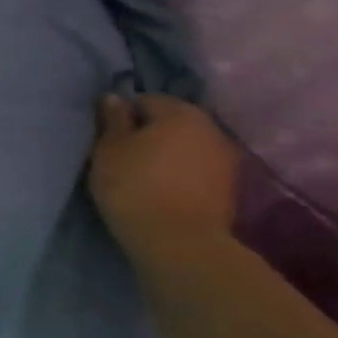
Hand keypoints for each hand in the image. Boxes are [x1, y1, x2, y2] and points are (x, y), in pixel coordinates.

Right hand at [88, 94, 239, 255]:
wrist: (178, 240)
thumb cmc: (133, 186)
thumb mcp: (108, 149)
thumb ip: (113, 120)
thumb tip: (114, 97)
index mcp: (180, 112)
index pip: (145, 100)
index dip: (123, 116)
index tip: (107, 138)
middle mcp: (210, 127)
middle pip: (171, 121)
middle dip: (149, 133)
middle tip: (123, 155)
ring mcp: (226, 158)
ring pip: (187, 146)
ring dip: (167, 154)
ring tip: (143, 174)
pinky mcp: (230, 187)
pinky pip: (197, 168)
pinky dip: (181, 173)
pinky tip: (163, 189)